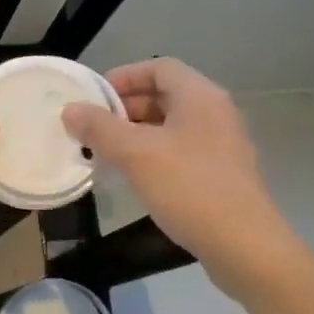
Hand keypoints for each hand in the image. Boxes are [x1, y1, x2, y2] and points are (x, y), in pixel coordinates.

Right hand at [61, 58, 294, 287]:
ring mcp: (222, 144)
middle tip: (92, 128)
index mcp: (200, 96)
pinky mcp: (222, 173)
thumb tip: (70, 109)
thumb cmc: (188, 188)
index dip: (123, 76)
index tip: (93, 97)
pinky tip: (133, 177)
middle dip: (125, 108)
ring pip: (171, 126)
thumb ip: (99, 128)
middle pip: (164, 95)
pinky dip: (153, 154)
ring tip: (105, 152)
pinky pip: (180, 150)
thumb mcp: (135, 154)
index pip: (159, 67)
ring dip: (136, 133)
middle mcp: (215, 113)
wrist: (244, 246)